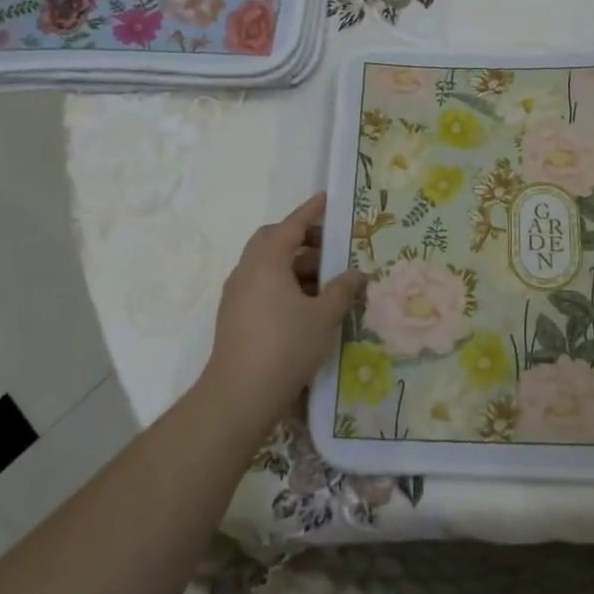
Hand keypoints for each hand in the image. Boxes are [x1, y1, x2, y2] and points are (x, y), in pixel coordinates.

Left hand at [202, 194, 364, 425]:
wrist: (239, 394)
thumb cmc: (285, 345)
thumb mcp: (324, 316)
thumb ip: (343, 289)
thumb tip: (357, 273)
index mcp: (266, 261)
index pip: (291, 225)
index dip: (311, 211)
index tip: (327, 198)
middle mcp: (247, 270)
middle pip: (274, 242)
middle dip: (303, 240)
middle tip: (332, 248)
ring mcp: (237, 294)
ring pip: (269, 266)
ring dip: (296, 266)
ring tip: (328, 282)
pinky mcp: (235, 316)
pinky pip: (263, 286)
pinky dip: (285, 285)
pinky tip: (308, 306)